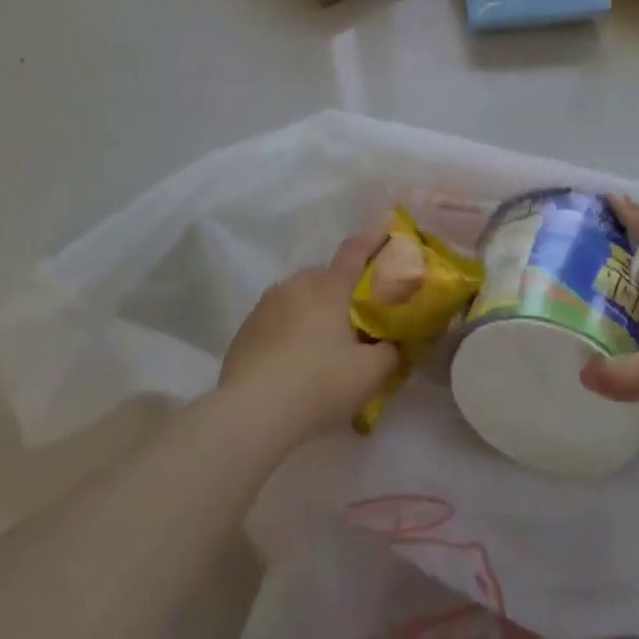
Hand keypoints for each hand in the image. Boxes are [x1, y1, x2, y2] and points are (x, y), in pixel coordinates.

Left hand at [219, 228, 400, 445]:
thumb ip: (390, 353)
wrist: (252, 412)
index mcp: (330, 288)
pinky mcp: (246, 327)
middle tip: (353, 317)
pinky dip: (288, 327)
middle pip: (325, 276)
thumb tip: (392, 344)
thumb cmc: (319, 384)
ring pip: (298, 295)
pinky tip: (291, 358)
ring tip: (320, 341)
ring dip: (312, 308)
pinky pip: (276, 317)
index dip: (373, 237)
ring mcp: (267, 304)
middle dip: (340, 288)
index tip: (386, 226)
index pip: (355, 251)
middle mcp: (297, 285)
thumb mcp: (370, 374)